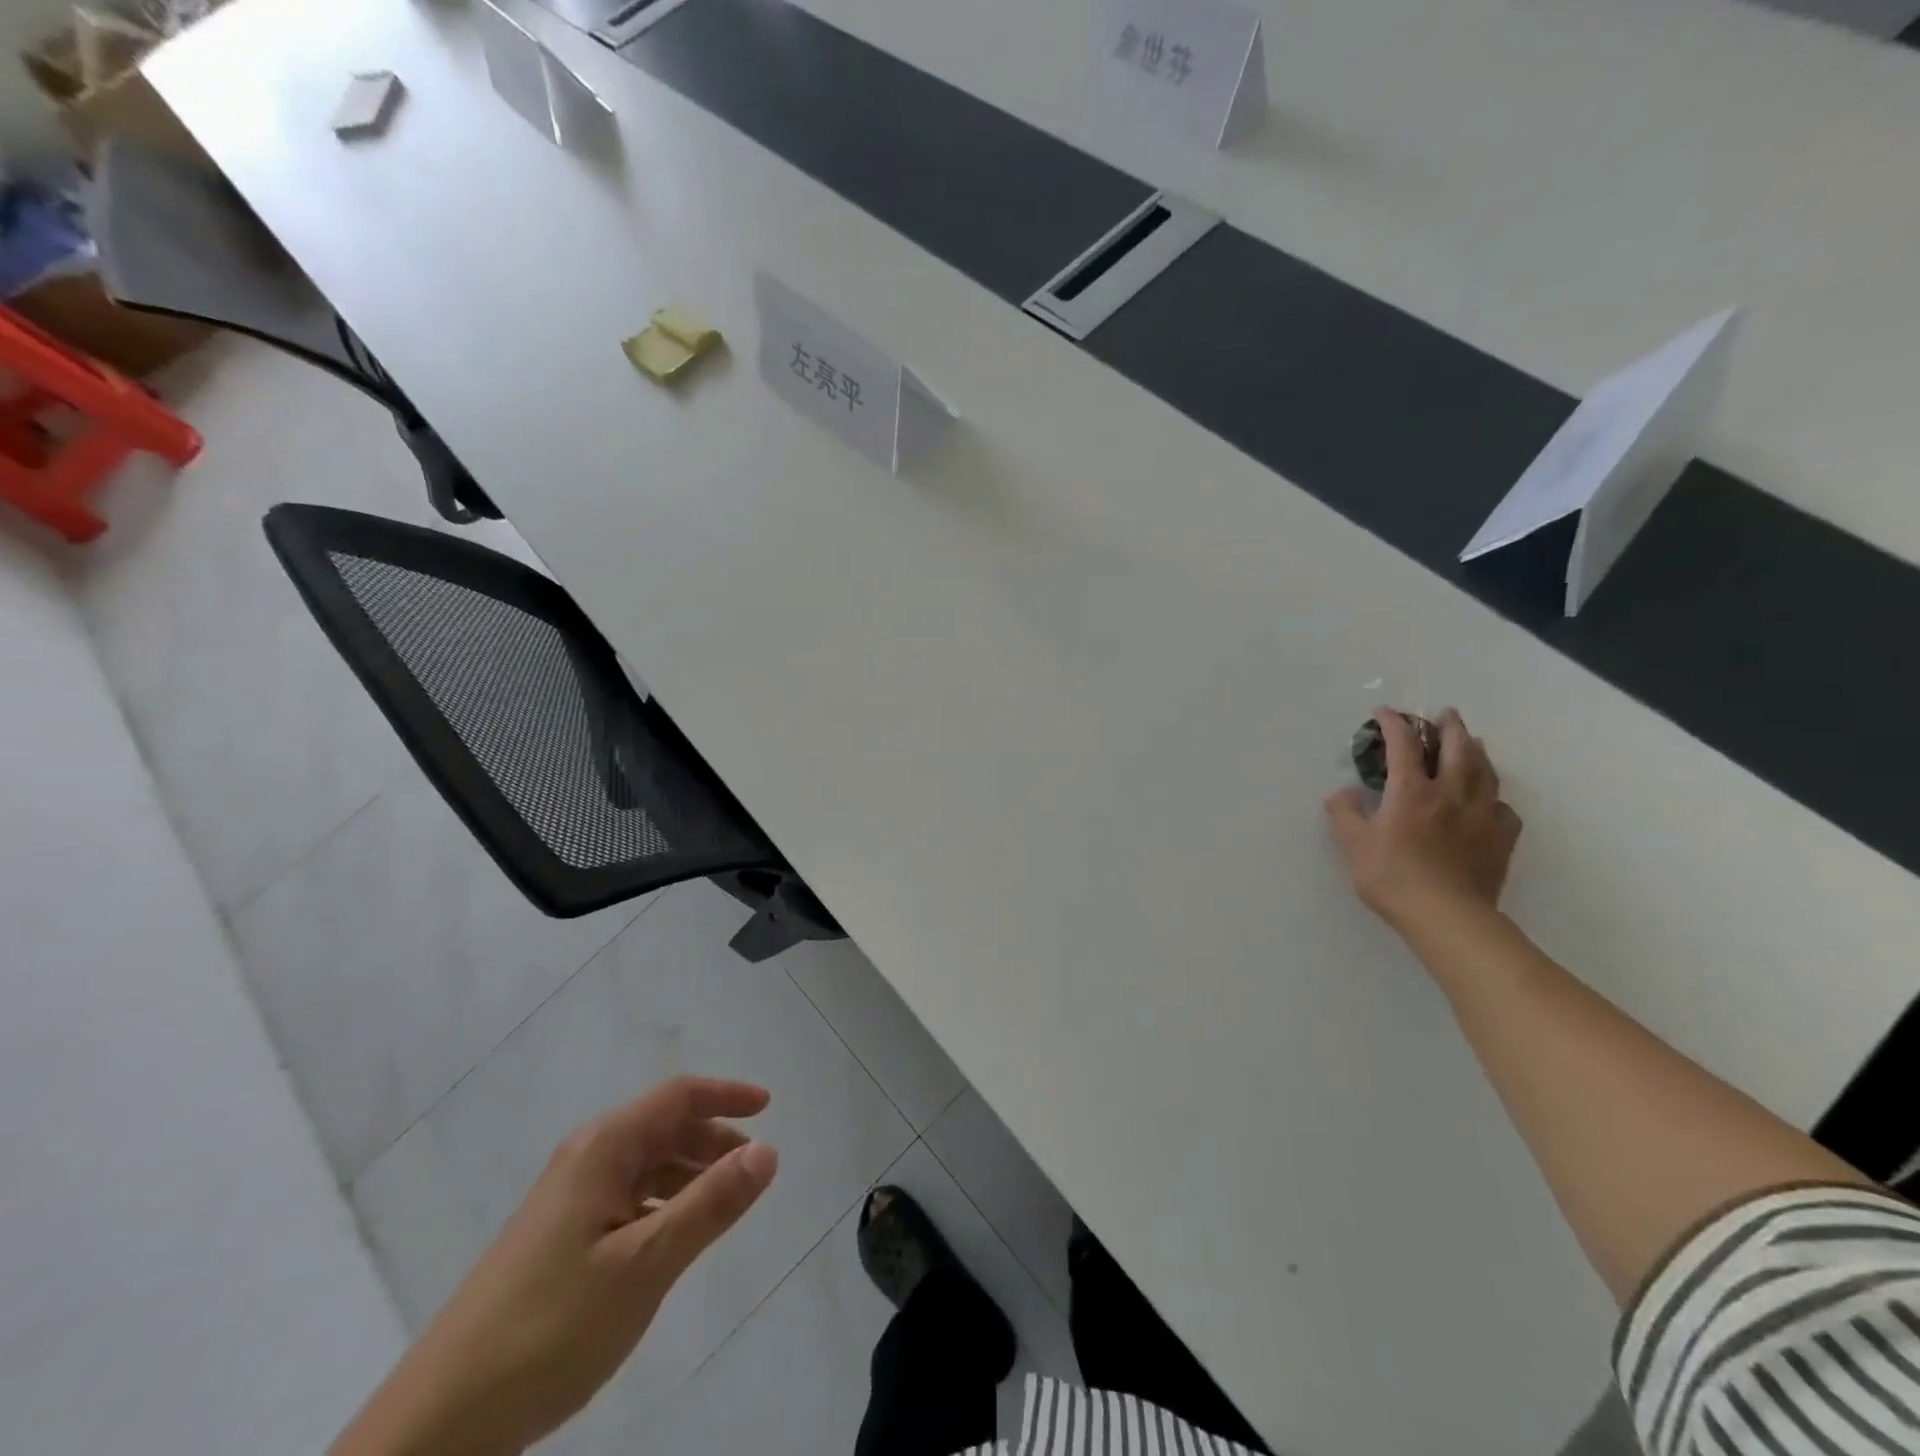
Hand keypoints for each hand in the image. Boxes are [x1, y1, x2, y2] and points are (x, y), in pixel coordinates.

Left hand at [333, 1077, 777, 1455]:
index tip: (770, 1107)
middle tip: (753, 1167)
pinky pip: (627, 1197)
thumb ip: (710, 1204)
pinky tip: (674, 1237)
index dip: (727, 1094)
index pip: (677, 1096)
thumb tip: (768, 1149)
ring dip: (690, 1171)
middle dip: (713, 1136)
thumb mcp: (645, 1264)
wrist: (439, 1423)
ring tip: (724, 1204)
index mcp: (602, 1149)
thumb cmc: (550, 1328)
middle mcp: (584, 1160)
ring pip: (645, 1164)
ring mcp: (567, 1200)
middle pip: (662, 1125)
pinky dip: (663, 1202)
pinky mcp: (558, 1238)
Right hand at [1324, 707, 1521, 935]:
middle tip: (1445, 714)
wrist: (1447, 916)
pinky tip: (1490, 802)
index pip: (1403, 745)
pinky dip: (1495, 798)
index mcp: (1412, 791)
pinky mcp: (1500, 839)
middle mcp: (1450, 793)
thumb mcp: (1354, 844)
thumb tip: (1340, 792)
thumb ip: (1345, 813)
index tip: (1385, 712)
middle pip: (1458, 749)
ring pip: (1486, 772)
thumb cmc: (1393, 876)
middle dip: (1450, 727)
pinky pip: (1503, 809)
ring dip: (1478, 751)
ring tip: (1474, 742)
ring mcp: (1481, 815)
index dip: (1394, 724)